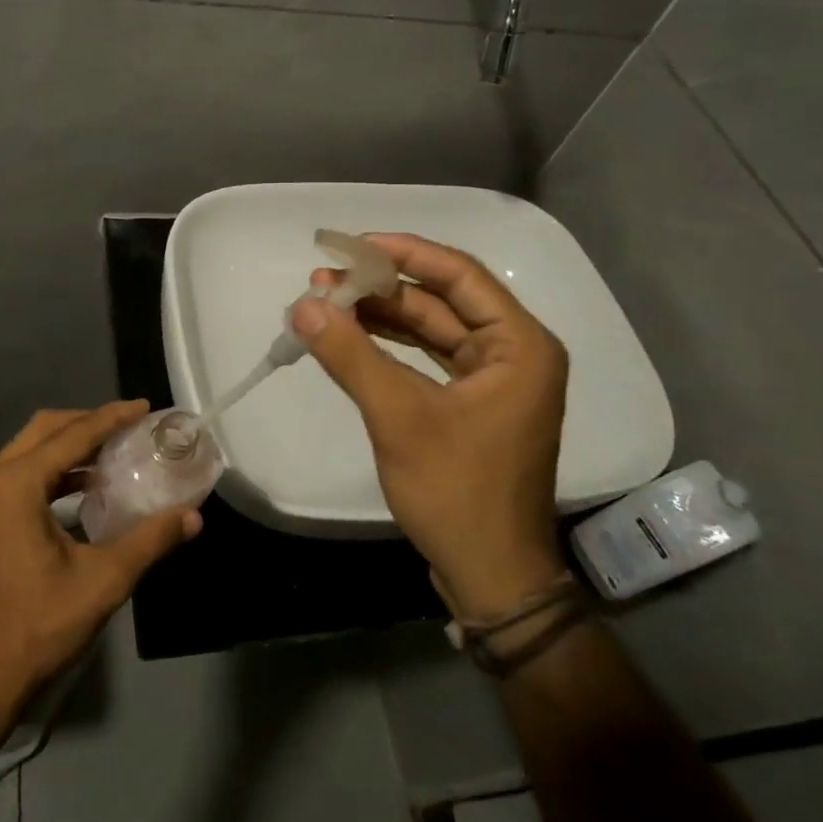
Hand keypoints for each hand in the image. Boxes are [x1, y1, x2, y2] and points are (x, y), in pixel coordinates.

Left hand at [0, 401, 201, 720]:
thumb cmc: (39, 626)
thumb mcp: (104, 580)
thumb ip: (150, 540)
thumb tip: (193, 517)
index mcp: (17, 484)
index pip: (73, 435)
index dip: (112, 418)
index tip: (143, 407)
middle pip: (44, 430)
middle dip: (87, 423)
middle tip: (127, 426)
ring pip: (27, 451)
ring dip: (67, 446)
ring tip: (110, 454)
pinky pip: (17, 476)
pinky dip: (50, 471)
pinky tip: (80, 489)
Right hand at [297, 233, 568, 617]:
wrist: (490, 576)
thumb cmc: (457, 492)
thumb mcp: (399, 417)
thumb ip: (350, 355)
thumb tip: (303, 304)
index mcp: (519, 345)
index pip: (459, 274)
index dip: (403, 252)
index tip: (351, 245)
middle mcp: (513, 353)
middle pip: (441, 300)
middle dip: (380, 287)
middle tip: (323, 280)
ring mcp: (493, 380)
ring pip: (431, 328)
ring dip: (380, 315)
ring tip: (324, 303)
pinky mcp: (472, 404)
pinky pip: (427, 358)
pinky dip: (388, 346)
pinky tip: (348, 337)